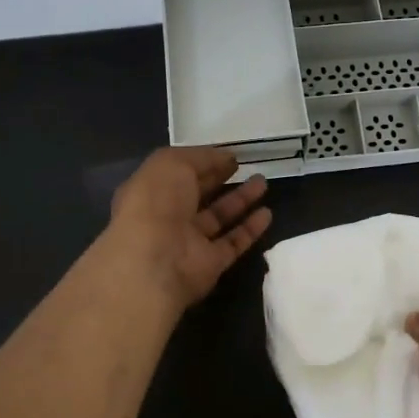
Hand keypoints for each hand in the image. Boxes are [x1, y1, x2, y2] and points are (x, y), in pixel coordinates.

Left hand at [107, 147, 272, 307]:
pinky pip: (233, 243)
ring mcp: (190, 242)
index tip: (228, 154)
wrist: (155, 262)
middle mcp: (168, 216)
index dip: (202, 162)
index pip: (178, 173)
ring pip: (218, 217)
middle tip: (247, 166)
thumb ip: (201, 157)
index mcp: (151, 191)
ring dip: (241, 200)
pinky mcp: (210, 263)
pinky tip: (267, 214)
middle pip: (198, 195)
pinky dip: (250, 229)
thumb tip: (226, 158)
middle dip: (221, 179)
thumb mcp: (173, 163)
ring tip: (263, 182)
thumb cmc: (156, 203)